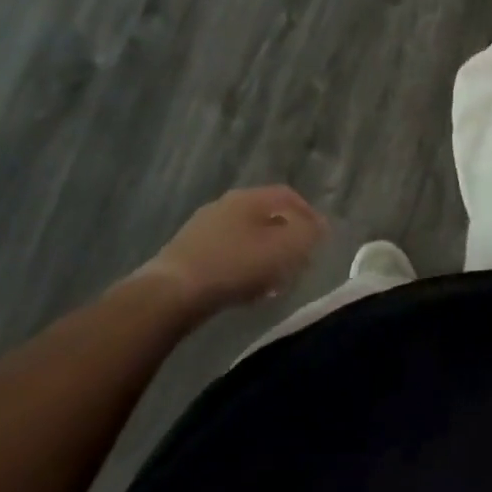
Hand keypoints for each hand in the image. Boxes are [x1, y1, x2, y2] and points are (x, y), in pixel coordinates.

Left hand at [136, 186, 327, 312]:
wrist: (170, 295)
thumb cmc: (234, 265)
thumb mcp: (284, 249)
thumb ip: (307, 234)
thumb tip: (320, 226)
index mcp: (250, 197)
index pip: (288, 196)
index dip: (308, 214)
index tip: (320, 237)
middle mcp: (226, 205)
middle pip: (266, 216)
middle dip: (286, 236)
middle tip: (299, 260)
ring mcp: (203, 228)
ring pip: (245, 236)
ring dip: (264, 254)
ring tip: (275, 280)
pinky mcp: (187, 254)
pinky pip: (226, 255)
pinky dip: (242, 267)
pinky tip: (245, 290)